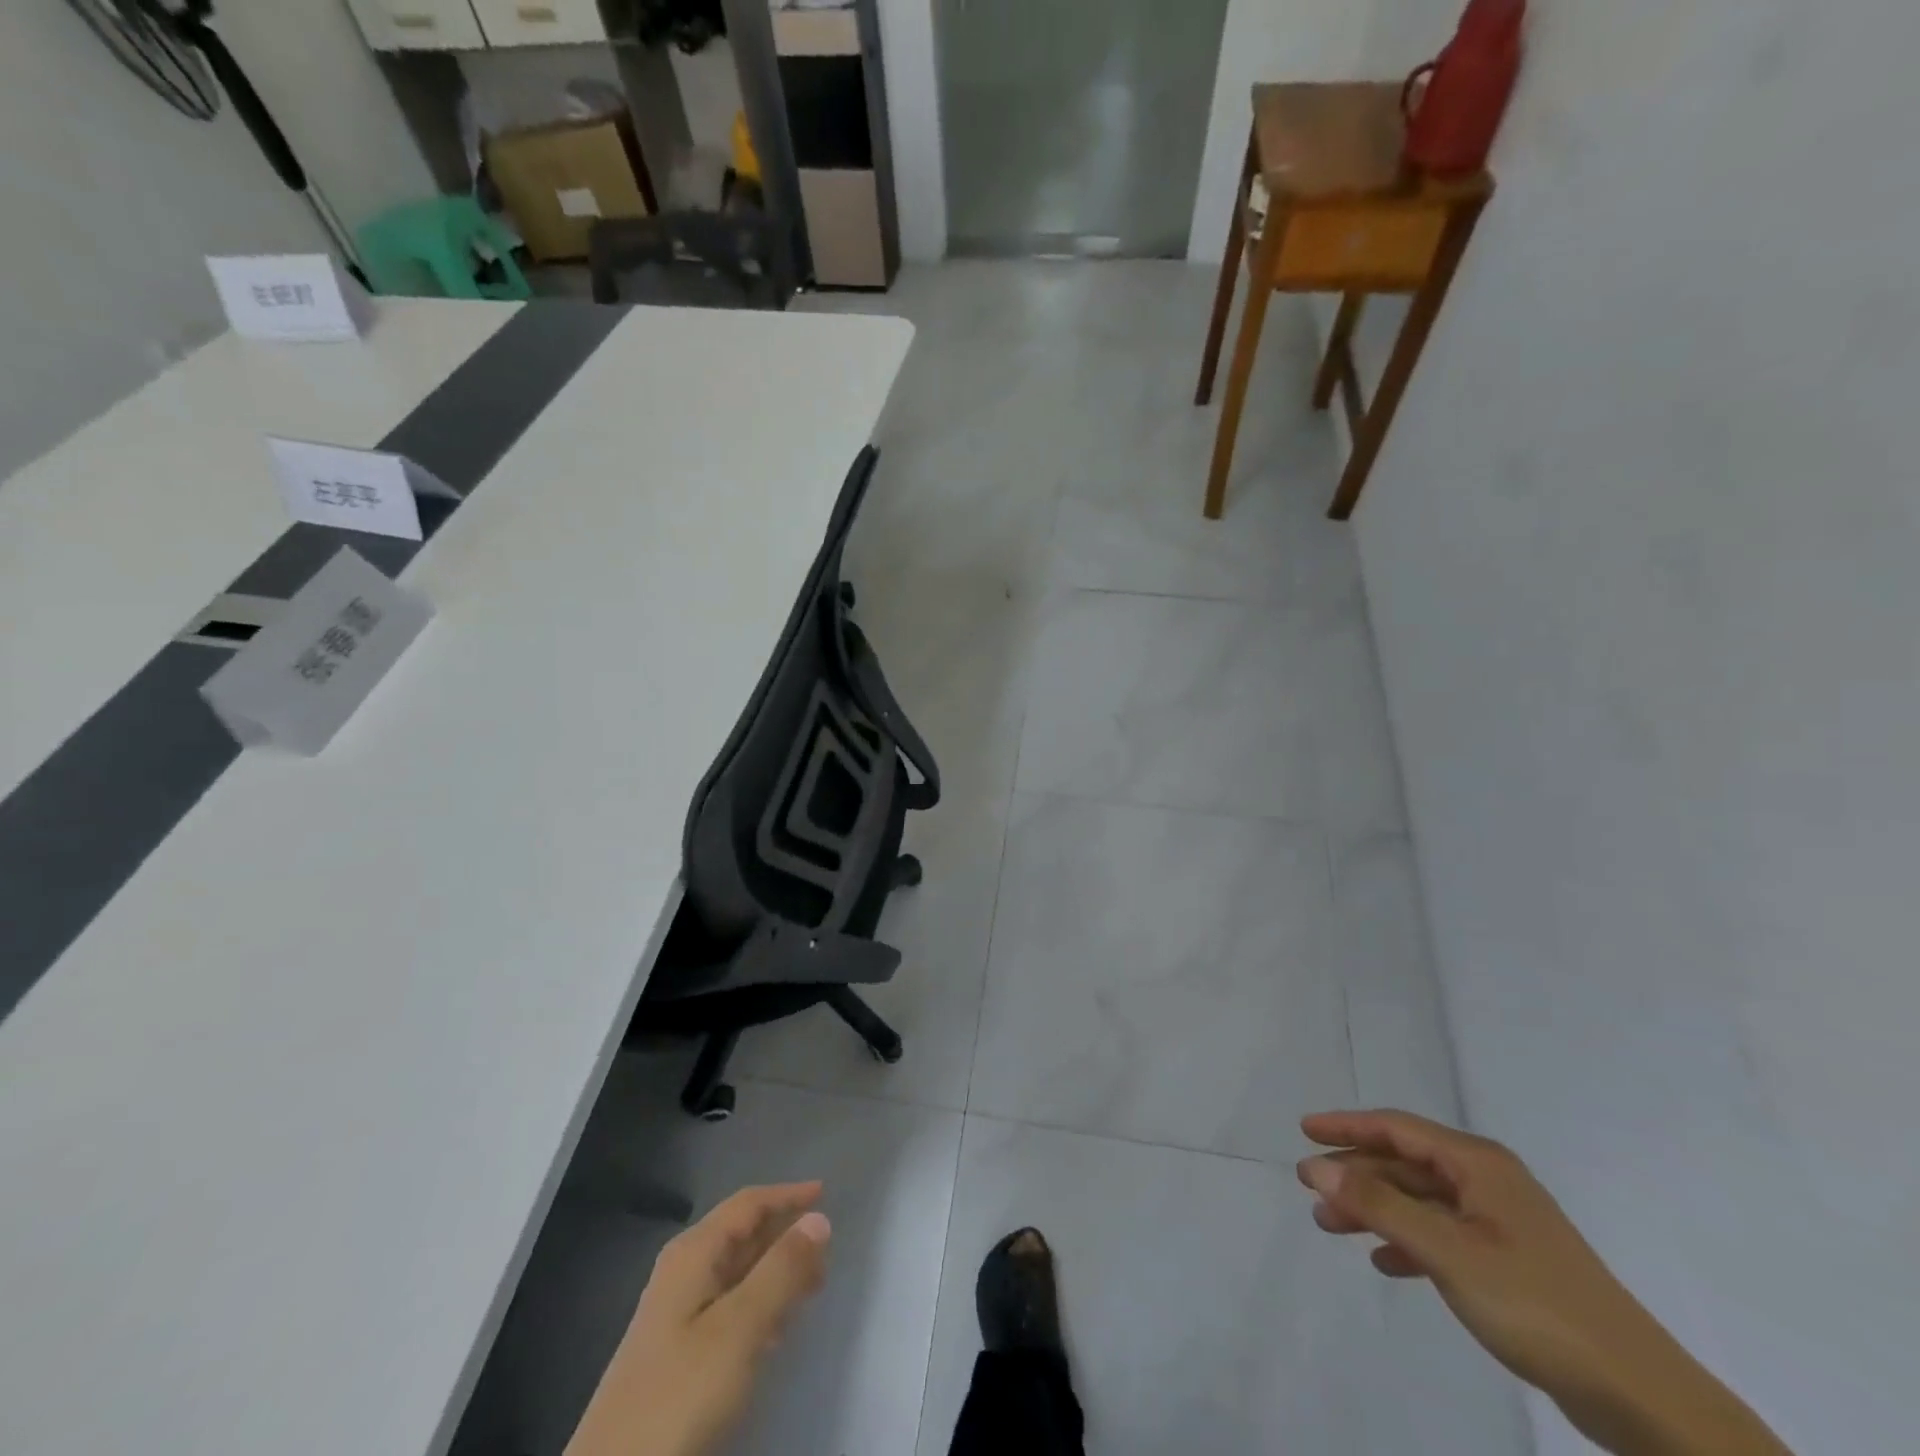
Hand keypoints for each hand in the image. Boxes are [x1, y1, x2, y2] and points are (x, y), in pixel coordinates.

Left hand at [566, 1183, 831, 1455]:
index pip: (747, 1204)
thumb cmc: (681, 1391)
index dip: (787, 1195)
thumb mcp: (739, 1327)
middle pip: (742, 1235)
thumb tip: (818, 1219)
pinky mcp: (678, 1353)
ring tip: (813, 1285)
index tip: (825, 1193)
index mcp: (693, 1253)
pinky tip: (777, 1330)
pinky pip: (729, 1308)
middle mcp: (684, 1272)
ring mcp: (677, 1314)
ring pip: (737, 1273)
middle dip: (784, 1234)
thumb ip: (781, 1270)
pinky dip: (759, 1305)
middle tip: (826, 1249)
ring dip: (775, 1271)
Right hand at [1297, 1110, 1792, 1455]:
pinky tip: (1385, 1262)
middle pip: (1405, 1162)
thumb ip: (1378, 1204)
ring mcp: (1501, 1221)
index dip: (1346, 1125)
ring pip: (1420, 1200)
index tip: (1303, 1130)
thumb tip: (1317, 1165)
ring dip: (1375, 1208)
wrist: (1638, 1394)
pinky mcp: (1510, 1261)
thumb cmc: (1534, 1303)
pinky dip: (1407, 1241)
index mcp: (1477, 1163)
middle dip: (1356, 1173)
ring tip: (1332, 1226)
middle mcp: (1488, 1181)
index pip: (1396, 1127)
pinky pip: (1441, 1234)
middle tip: (1309, 1188)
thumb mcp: (1446, 1250)